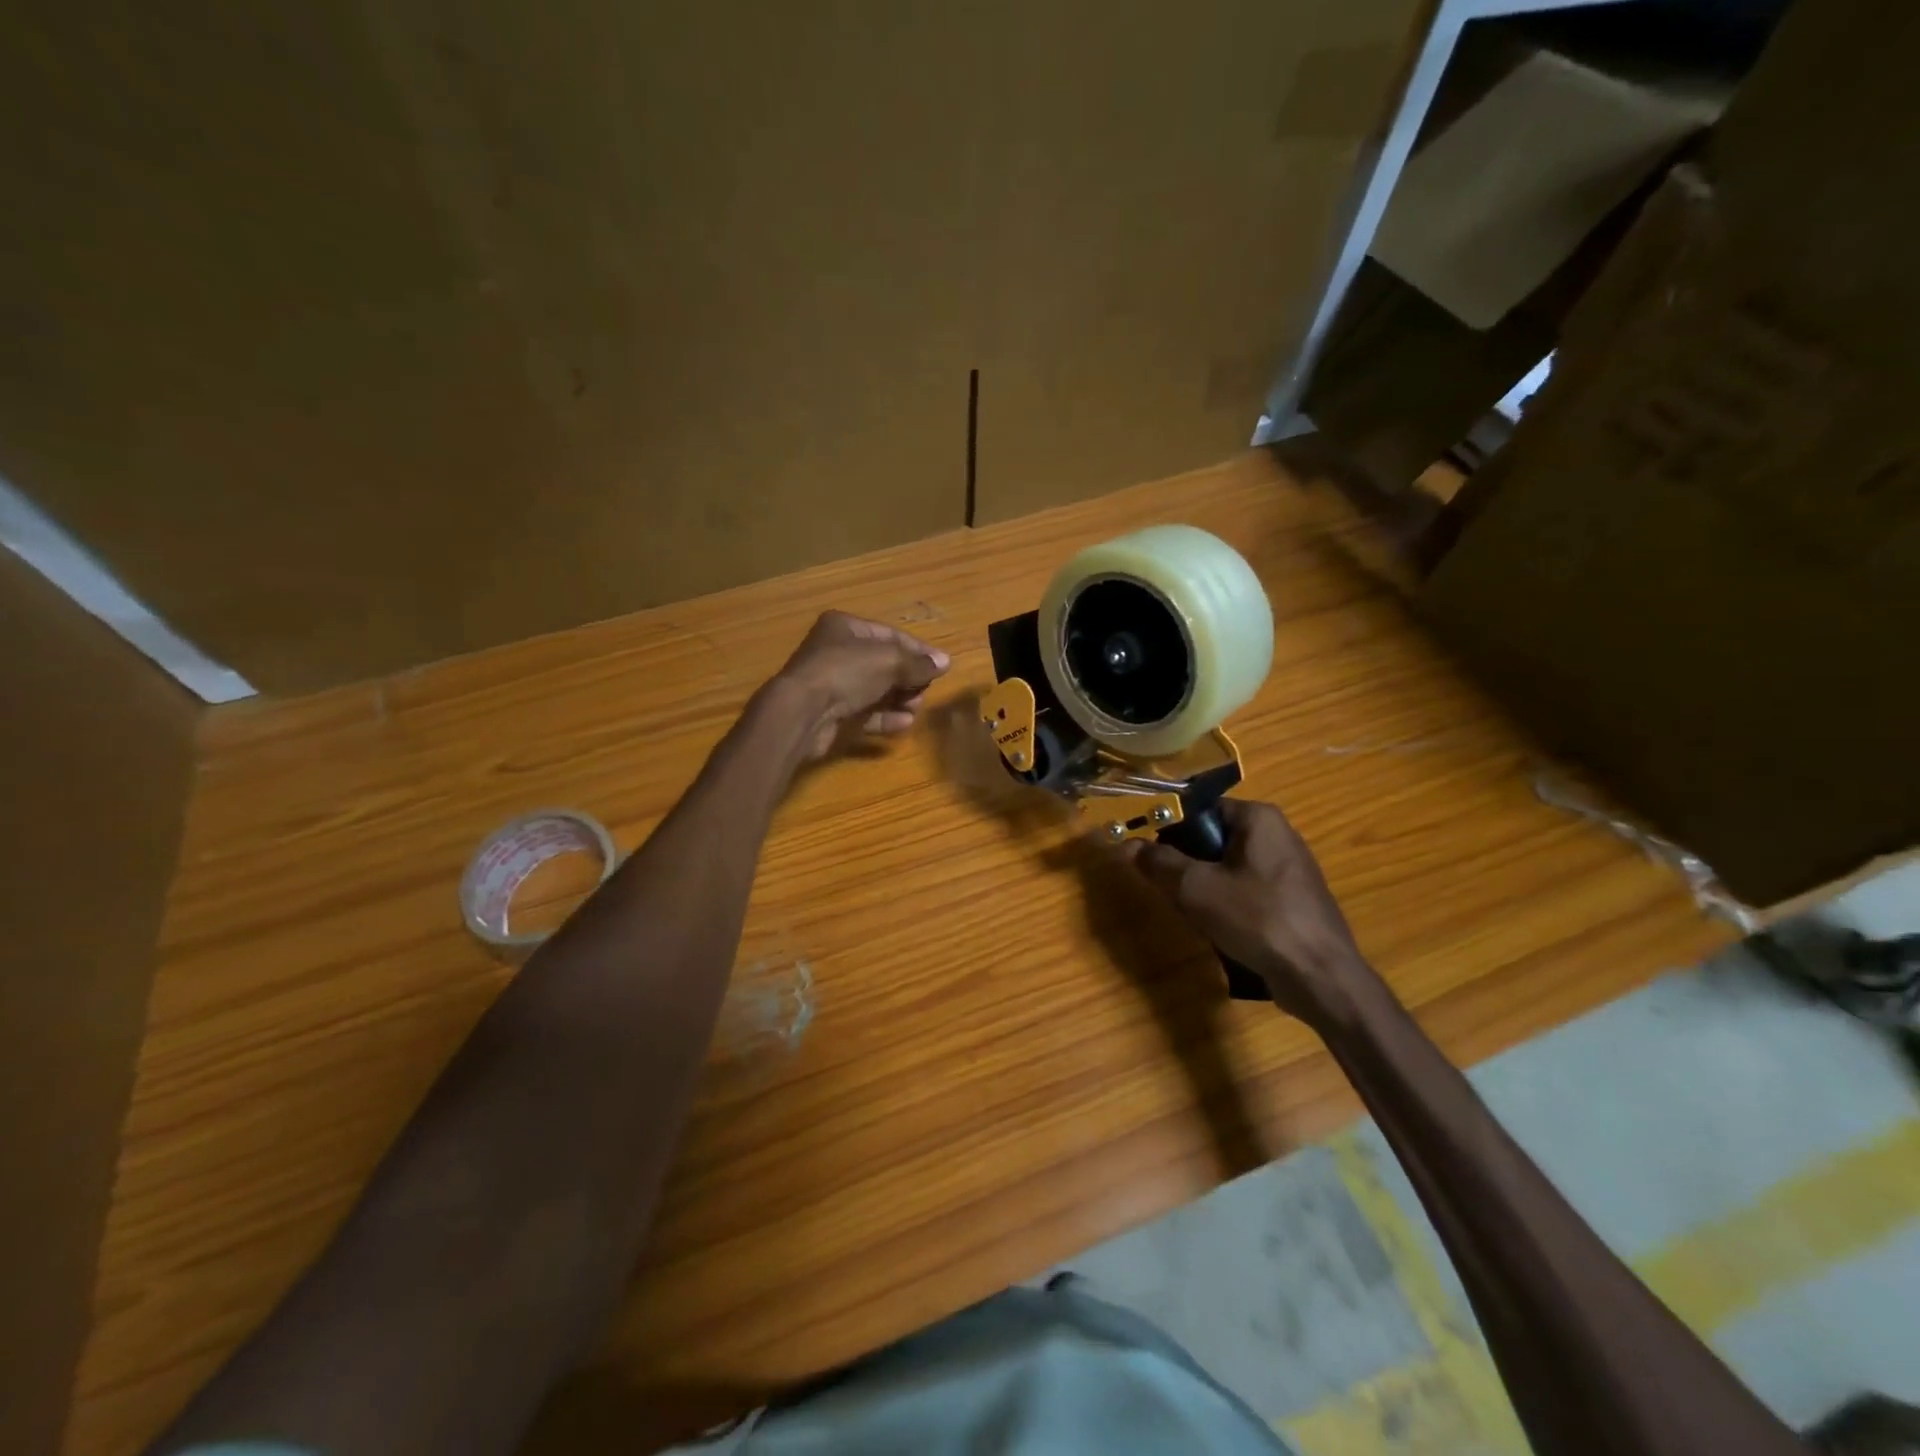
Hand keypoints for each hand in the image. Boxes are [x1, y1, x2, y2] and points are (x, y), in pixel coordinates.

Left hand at [770, 611, 950, 761]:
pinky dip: (885, 718)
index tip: (941, 666)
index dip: (918, 650)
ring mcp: (833, 685)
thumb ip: (919, 663)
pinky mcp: (832, 714)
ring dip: (900, 699)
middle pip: (884, 664)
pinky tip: (904, 723)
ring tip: (915, 708)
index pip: (890, 635)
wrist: (803, 712)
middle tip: (925, 690)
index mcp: (845, 627)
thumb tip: (945, 663)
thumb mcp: (889, 661)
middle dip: (909, 678)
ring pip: (876, 690)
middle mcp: (837, 652)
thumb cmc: (846, 672)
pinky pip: (866, 714)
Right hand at [1118, 799, 1374, 1028]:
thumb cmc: (1258, 918)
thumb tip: (1127, 845)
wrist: (1321, 977)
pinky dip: (1227, 905)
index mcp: (1259, 818)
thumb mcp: (1197, 889)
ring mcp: (1289, 869)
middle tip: (1170, 891)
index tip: (1149, 857)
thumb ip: (1159, 863)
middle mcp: (1278, 834)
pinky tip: (1220, 930)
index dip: (1169, 830)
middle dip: (1186, 865)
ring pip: (1227, 868)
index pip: (1200, 809)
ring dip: (1204, 888)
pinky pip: (1247, 890)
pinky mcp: (1293, 900)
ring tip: (1193, 914)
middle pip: (1212, 839)